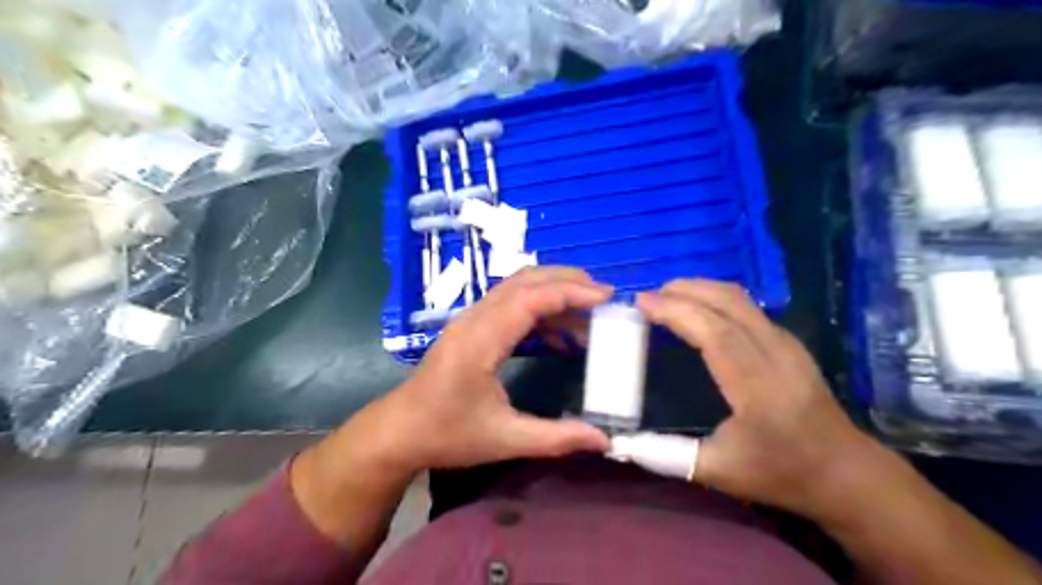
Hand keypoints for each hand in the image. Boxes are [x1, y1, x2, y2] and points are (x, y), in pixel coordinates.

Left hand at [356, 268, 612, 476]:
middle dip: (567, 281)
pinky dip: (539, 309)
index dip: (571, 292)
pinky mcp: (470, 328)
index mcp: (481, 340)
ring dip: (553, 292)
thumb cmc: (447, 434)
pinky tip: (559, 335)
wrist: (398, 432)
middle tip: (603, 297)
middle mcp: (474, 319)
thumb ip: (557, 438)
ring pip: (516, 288)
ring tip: (588, 313)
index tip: (606, 297)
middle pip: (524, 281)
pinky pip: (509, 304)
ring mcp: (470, 320)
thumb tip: (604, 441)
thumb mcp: (505, 439)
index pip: (531, 299)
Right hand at [636, 278, 876, 519]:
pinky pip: (747, 307)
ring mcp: (787, 344)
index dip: (676, 311)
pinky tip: (698, 309)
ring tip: (667, 296)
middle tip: (648, 295)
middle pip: (728, 303)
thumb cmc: (782, 473)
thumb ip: (666, 456)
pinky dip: (715, 298)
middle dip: (684, 290)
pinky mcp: (789, 342)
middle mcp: (775, 354)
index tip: (642, 302)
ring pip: (740, 299)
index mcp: (758, 386)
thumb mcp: (718, 471)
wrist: (846, 473)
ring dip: (700, 289)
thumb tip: (623, 443)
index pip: (714, 332)